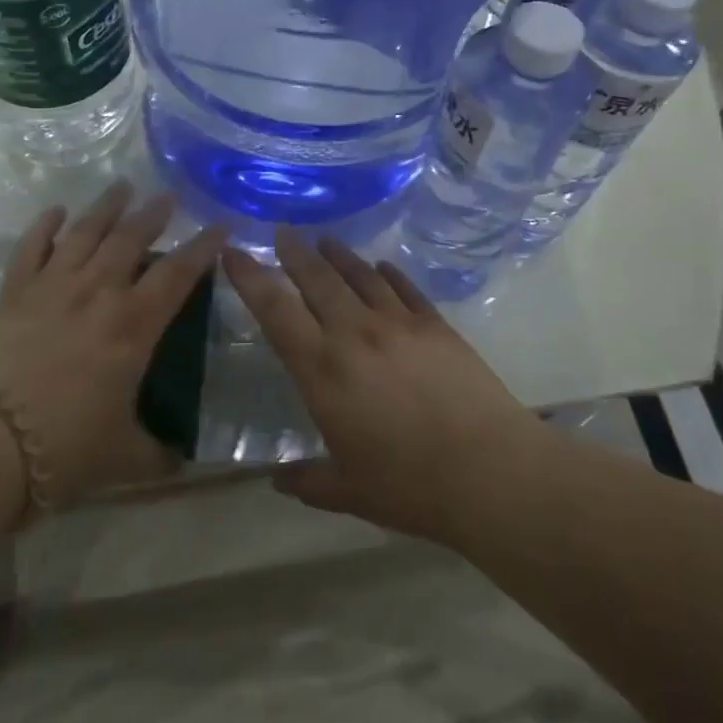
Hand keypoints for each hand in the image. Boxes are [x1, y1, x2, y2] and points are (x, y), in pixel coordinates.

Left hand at [0, 182, 224, 509]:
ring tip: (122, 186)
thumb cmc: (65, 448)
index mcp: (132, 326)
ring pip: (85, 232)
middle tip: (168, 196)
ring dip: (106, 206)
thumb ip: (157, 453)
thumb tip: (181, 461)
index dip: (203, 247)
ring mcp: (52, 287)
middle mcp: (97, 293)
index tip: (220, 225)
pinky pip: (32, 247)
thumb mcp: (124, 458)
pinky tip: (56, 211)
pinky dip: (45, 225)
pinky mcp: (13, 292)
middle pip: (131, 238)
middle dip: (154, 214)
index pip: (178, 274)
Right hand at [223, 229, 534, 545]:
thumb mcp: (348, 491)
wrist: (489, 472)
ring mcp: (398, 324)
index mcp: (322, 370)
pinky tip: (381, 266)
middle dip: (293, 252)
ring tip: (324, 240)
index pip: (275, 311)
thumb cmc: (409, 486)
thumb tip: (277, 480)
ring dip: (337, 255)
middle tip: (281, 231)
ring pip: (358, 276)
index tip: (233, 252)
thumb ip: (308, 481)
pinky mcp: (435, 325)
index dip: (250, 277)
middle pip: (316, 279)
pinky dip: (387, 273)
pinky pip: (404, 288)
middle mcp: (354, 334)